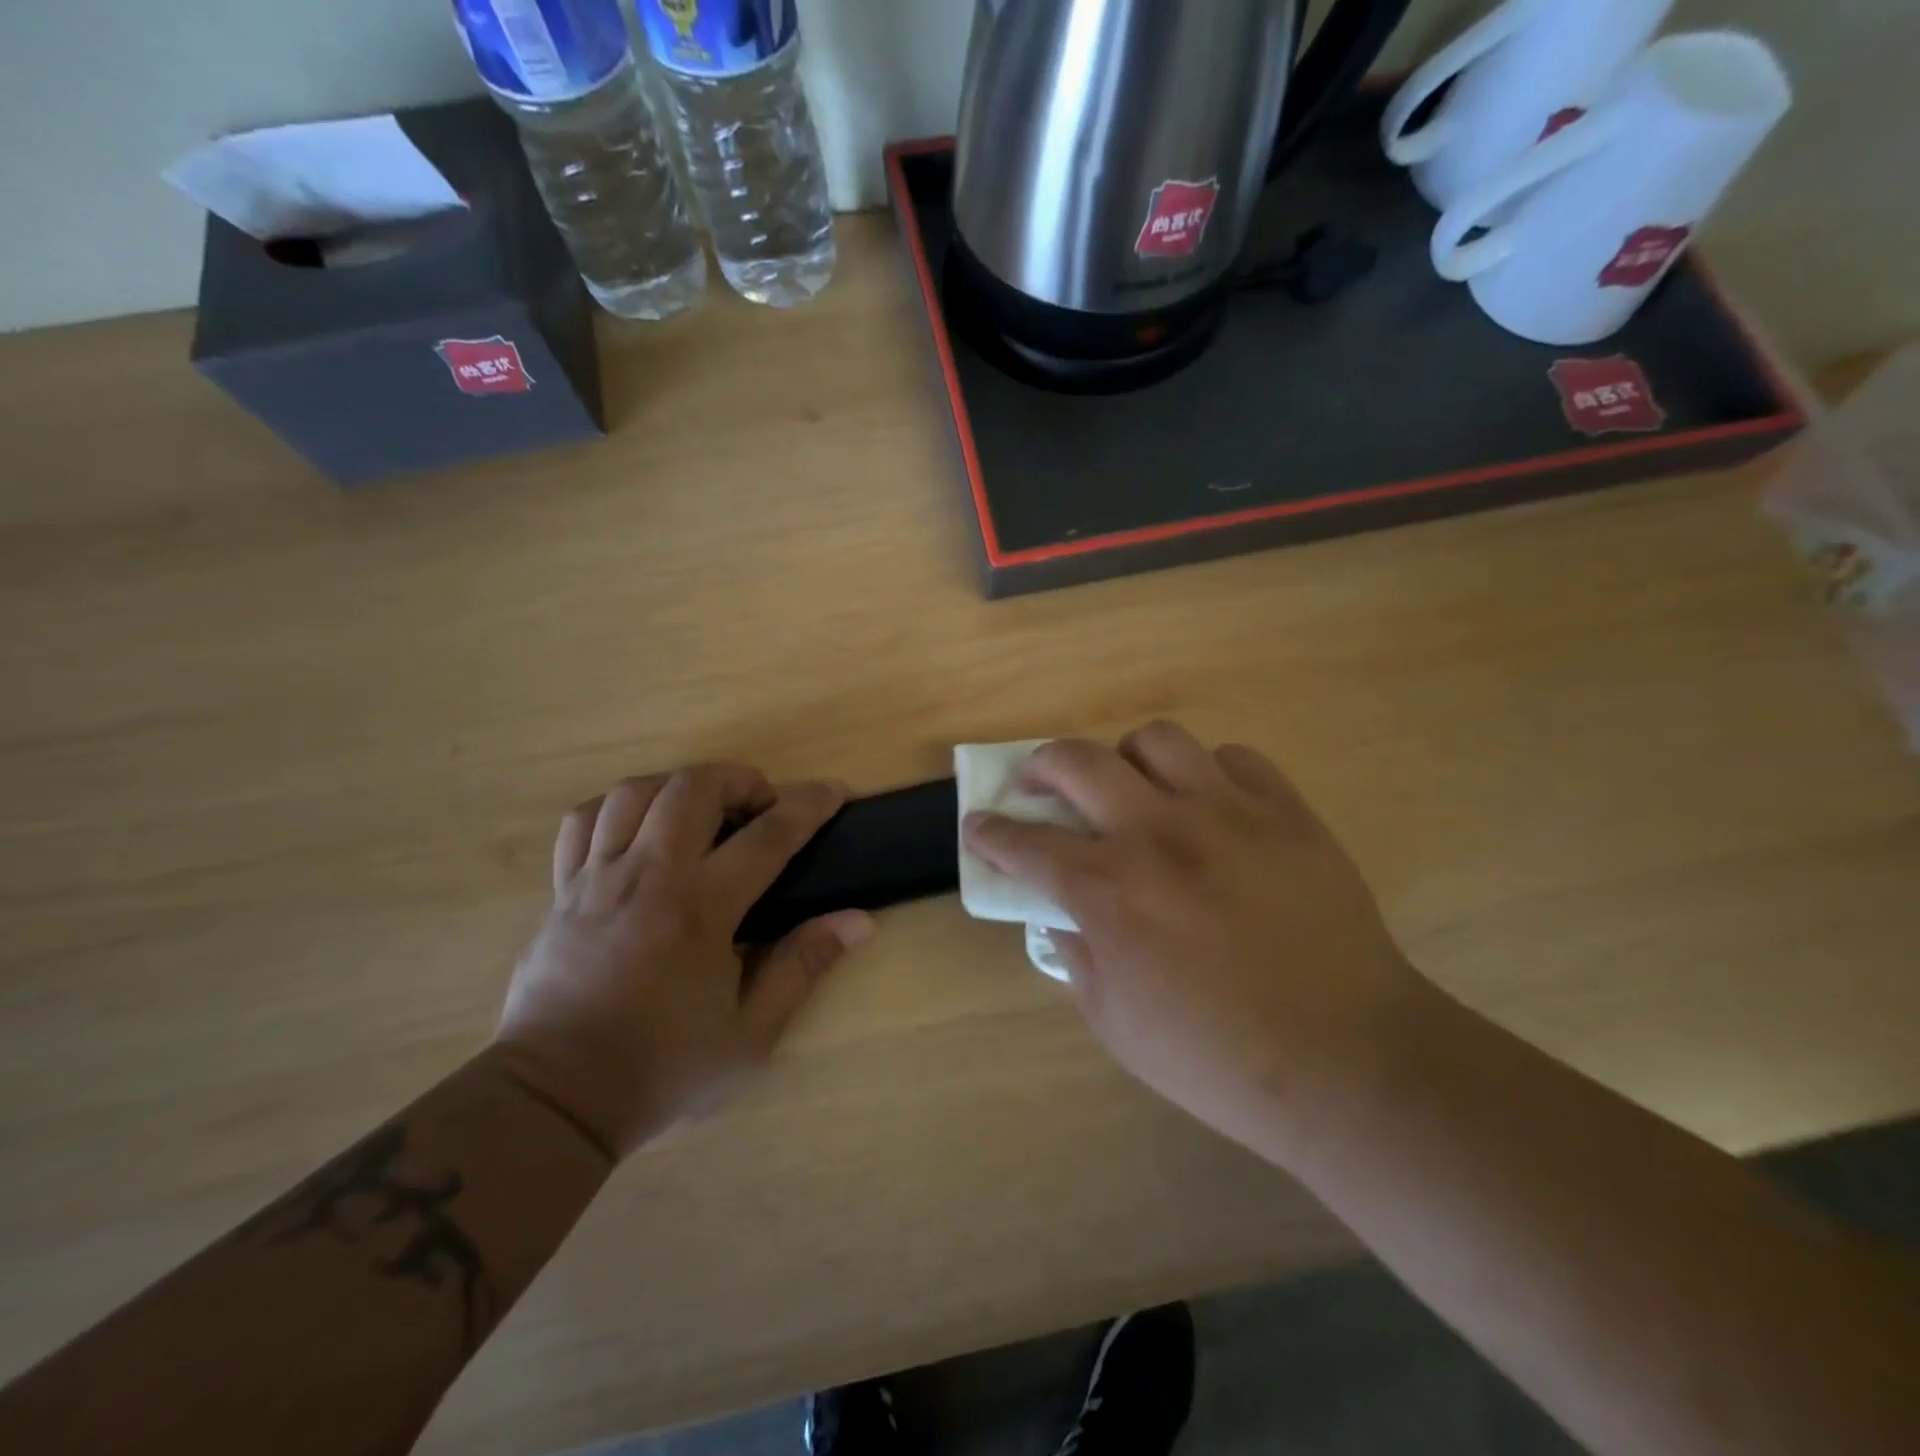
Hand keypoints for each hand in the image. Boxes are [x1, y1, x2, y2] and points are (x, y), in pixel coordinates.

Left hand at [493, 765, 872, 1158]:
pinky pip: (582, 822)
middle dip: (739, 779)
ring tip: (704, 809)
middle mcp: (647, 877)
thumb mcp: (751, 1033)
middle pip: (692, 789)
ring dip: (679, 785)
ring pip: (634, 792)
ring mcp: (597, 879)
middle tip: (761, 805)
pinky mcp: (562, 891)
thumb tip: (857, 920)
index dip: (808, 806)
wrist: (555, 1101)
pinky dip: (617, 808)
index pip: (767, 836)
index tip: (834, 792)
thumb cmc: (663, 1068)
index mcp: (700, 910)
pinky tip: (640, 827)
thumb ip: (803, 966)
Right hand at [962, 723, 1432, 1164]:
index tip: (979, 826)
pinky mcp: (1285, 812)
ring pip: (1155, 740)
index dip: (990, 832)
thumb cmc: (1218, 1058)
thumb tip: (1062, 917)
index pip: (1025, 842)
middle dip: (1039, 767)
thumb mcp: (1116, 1024)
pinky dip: (1207, 772)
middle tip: (1037, 784)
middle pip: (1075, 762)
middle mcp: (1157, 832)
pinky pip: (1234, 759)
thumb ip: (1077, 958)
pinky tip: (1208, 804)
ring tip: (1129, 785)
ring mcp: (1225, 812)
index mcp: (1108, 889)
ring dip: (1125, 757)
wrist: (1349, 1062)